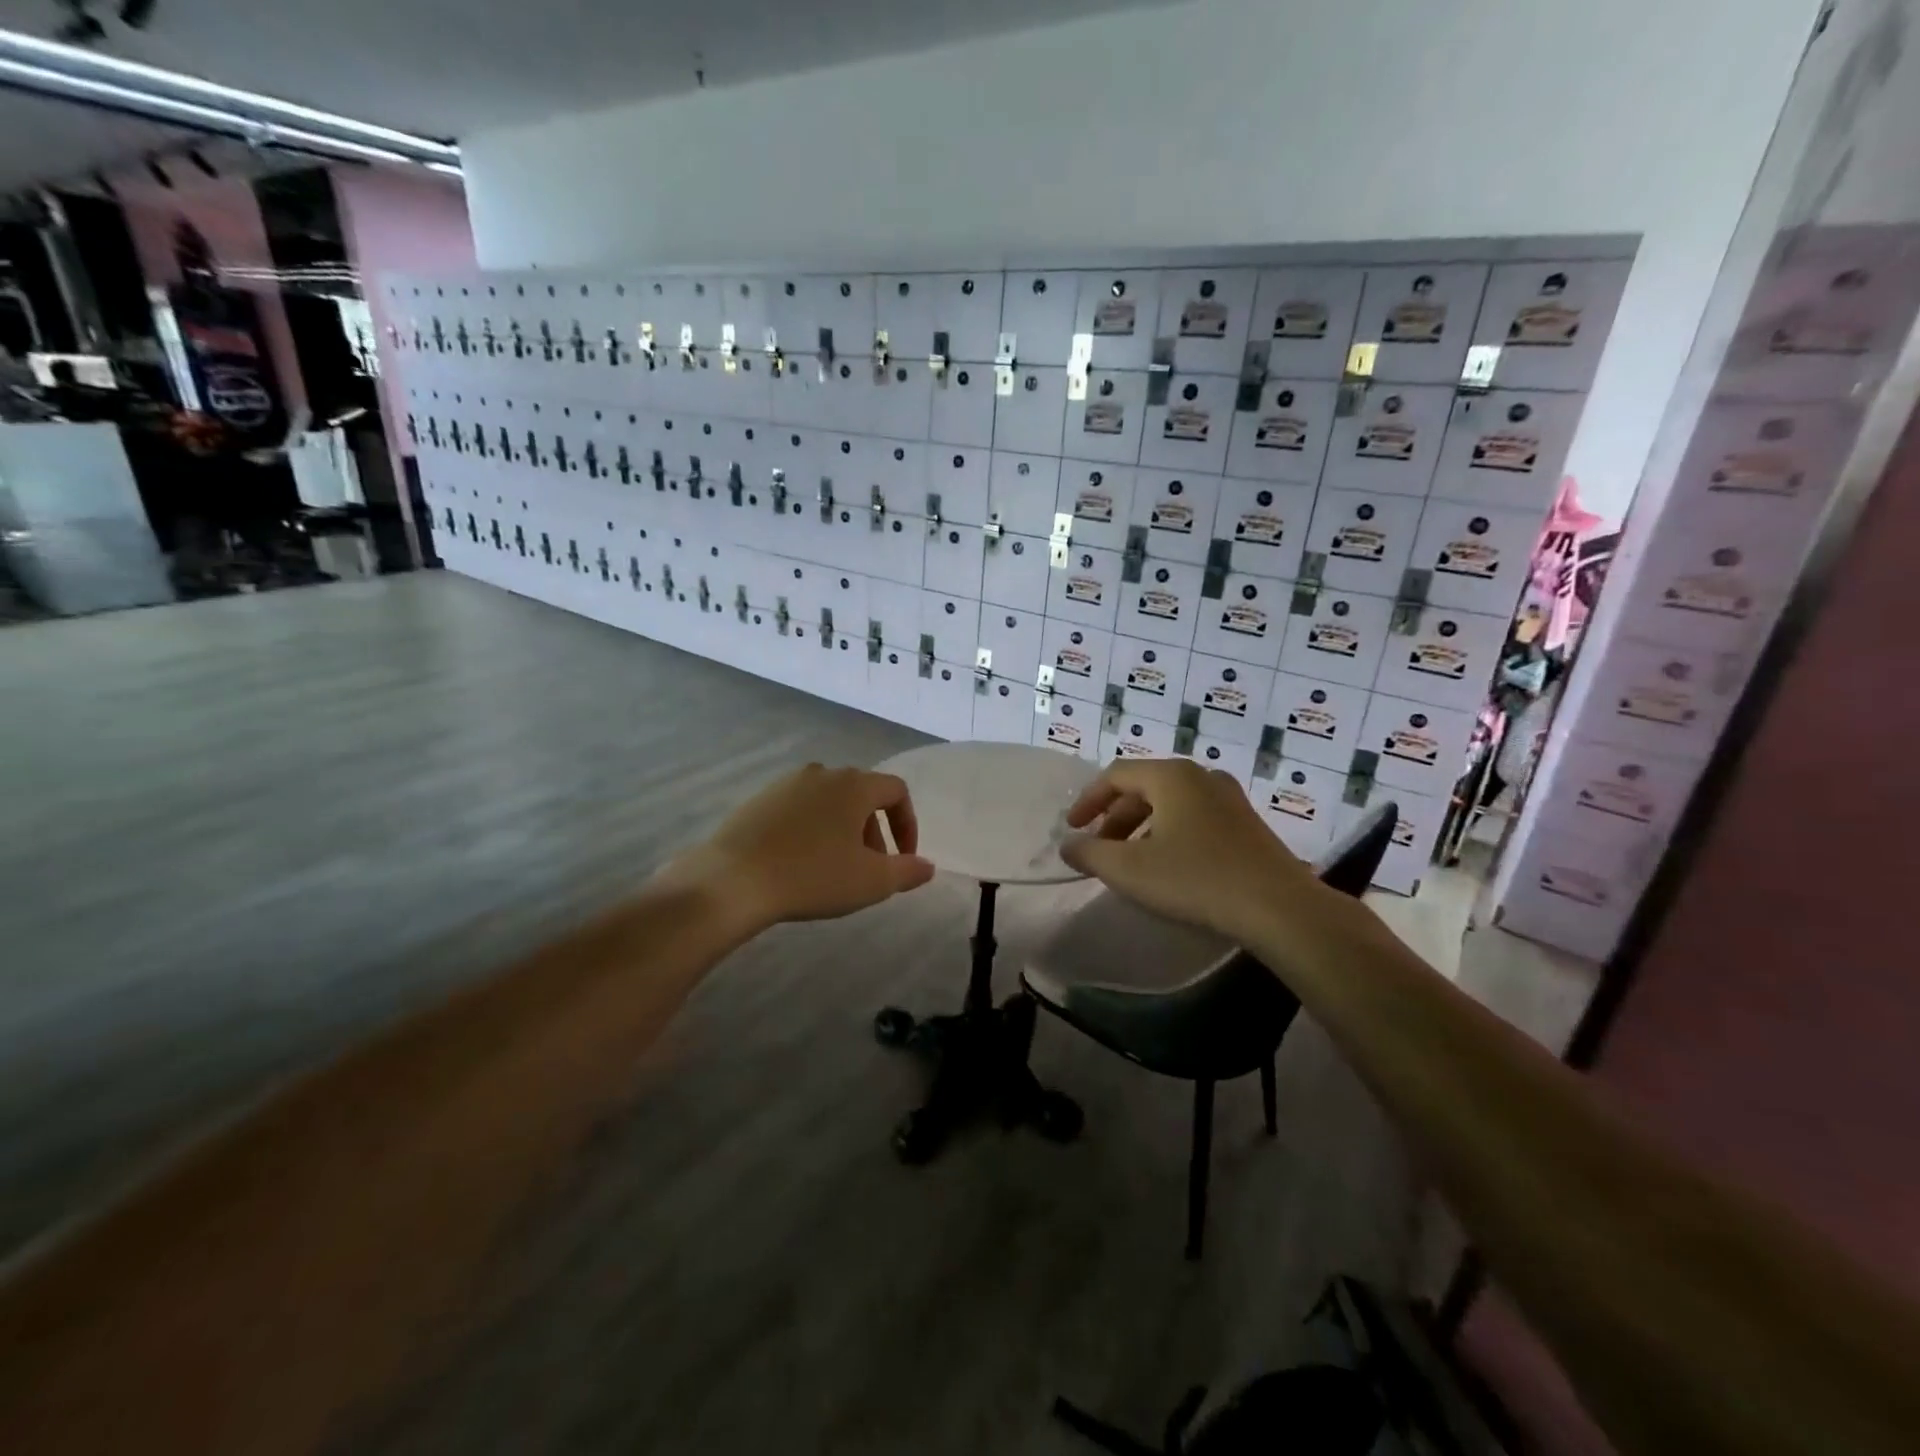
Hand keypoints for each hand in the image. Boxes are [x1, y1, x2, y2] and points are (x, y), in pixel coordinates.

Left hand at [667, 763, 934, 932]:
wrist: (733, 880)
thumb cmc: (813, 876)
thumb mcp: (871, 881)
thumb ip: (907, 871)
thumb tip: (927, 866)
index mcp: (854, 785)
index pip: (896, 791)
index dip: (907, 824)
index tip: (903, 858)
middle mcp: (823, 773)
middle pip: (862, 795)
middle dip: (874, 831)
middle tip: (870, 868)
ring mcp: (787, 783)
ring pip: (830, 801)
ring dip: (843, 830)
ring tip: (835, 867)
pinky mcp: (759, 799)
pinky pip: (799, 809)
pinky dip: (812, 829)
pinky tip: (800, 862)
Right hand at [1059, 757, 1322, 944]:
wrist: (1279, 908)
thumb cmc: (1196, 880)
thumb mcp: (1130, 870)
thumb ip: (1090, 853)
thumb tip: (1068, 845)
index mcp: (1171, 776)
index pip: (1116, 774)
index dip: (1088, 800)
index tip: (1072, 828)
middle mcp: (1201, 776)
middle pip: (1144, 787)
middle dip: (1114, 817)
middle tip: (1099, 848)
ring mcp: (1229, 798)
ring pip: (1170, 803)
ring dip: (1141, 827)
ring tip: (1130, 861)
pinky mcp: (1246, 823)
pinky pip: (1194, 817)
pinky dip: (1169, 833)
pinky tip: (1168, 866)